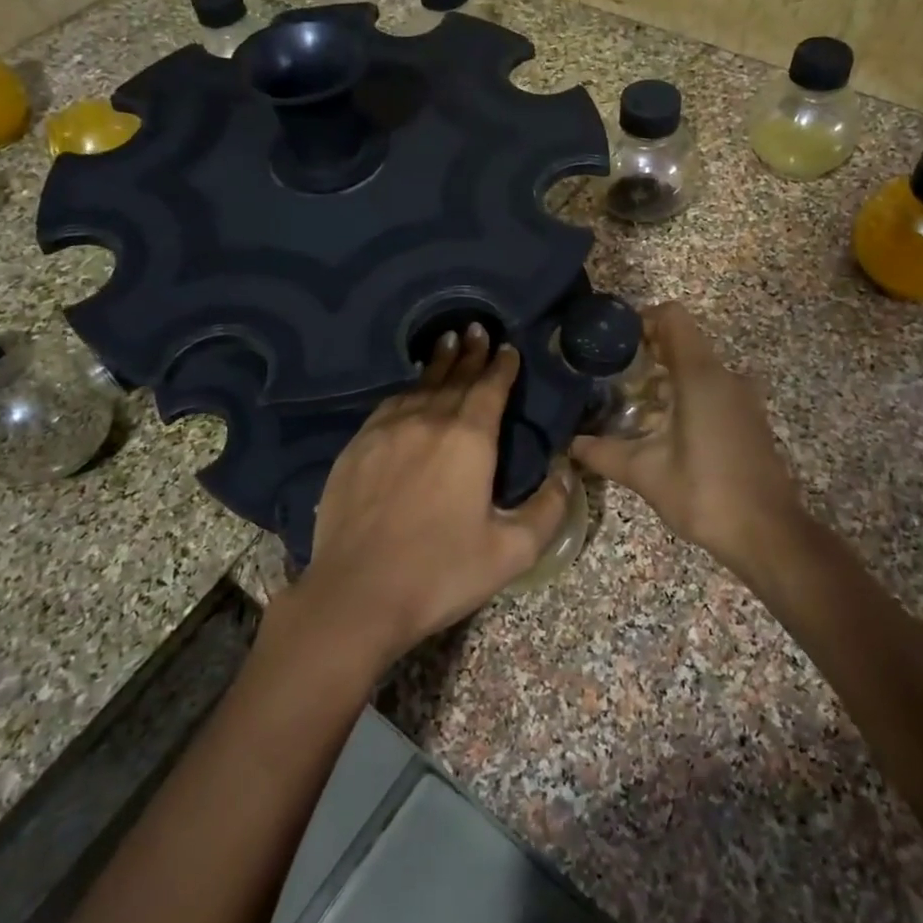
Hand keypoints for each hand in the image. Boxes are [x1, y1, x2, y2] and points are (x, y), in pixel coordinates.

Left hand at [288, 325, 570, 668]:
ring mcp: (387, 430)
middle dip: (471, 353)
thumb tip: (566, 472)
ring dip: (439, 363)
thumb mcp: (512, 551)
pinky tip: (409, 389)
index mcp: (469, 439)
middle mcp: (428, 421)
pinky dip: (407, 389)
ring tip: (448, 342)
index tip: (508, 348)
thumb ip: (548, 509)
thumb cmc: (441, 573)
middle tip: (478, 329)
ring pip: (419, 385)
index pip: (490, 388)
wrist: (357, 593)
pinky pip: (389, 405)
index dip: (502, 366)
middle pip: (455, 378)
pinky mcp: (357, 445)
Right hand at [571, 302, 802, 579]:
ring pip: (696, 367)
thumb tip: (569, 444)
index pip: (672, 318)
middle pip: (681, 341)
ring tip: (628, 403)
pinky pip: (710, 388)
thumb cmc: (706, 494)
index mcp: (701, 376)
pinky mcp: (747, 418)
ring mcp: (741, 397)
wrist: (768, 534)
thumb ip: (603, 452)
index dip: (640, 320)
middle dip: (644, 353)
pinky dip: (683, 394)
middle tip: (609, 376)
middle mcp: (725, 376)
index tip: (612, 343)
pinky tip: (659, 427)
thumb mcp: (645, 473)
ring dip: (663, 377)